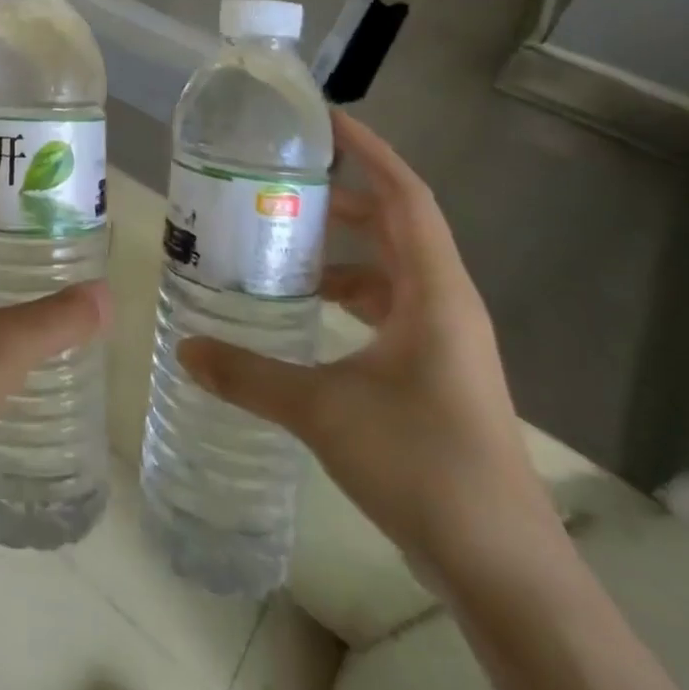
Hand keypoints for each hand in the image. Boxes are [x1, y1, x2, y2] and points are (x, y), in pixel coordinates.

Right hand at [178, 109, 552, 576]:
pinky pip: (389, 307)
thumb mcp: (323, 410)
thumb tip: (185, 348)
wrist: (503, 569)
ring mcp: (444, 341)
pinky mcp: (436, 372)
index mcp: (434, 291)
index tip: (325, 120)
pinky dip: (350, 294)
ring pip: (392, 269)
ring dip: (344, 250)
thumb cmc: (423, 464)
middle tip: (284, 179)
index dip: (369, 151)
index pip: (406, 196)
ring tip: (283, 241)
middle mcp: (445, 304)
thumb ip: (249, 375)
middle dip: (344, 197)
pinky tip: (307, 310)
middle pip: (397, 225)